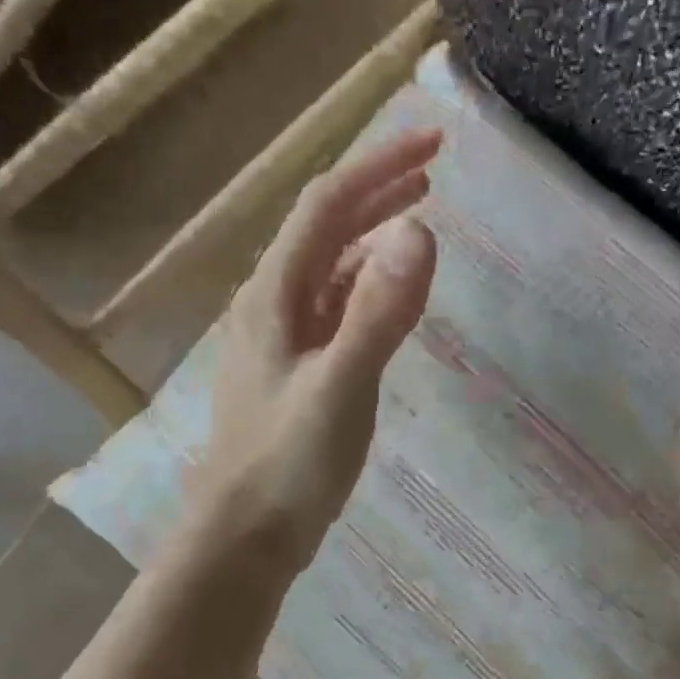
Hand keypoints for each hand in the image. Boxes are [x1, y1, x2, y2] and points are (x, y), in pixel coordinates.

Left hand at [190, 129, 441, 565]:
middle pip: (326, 225)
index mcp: (276, 293)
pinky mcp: (298, 366)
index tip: (435, 143)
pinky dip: (368, 282)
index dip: (379, 165)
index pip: (329, 204)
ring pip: (330, 264)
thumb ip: (379, 313)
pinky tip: (389, 291)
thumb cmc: (288, 463)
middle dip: (378, 188)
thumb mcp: (340, 387)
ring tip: (418, 214)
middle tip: (434, 167)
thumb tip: (420, 231)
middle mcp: (273, 301)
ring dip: (372, 231)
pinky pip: (335, 304)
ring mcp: (283, 335)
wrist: (244, 535)